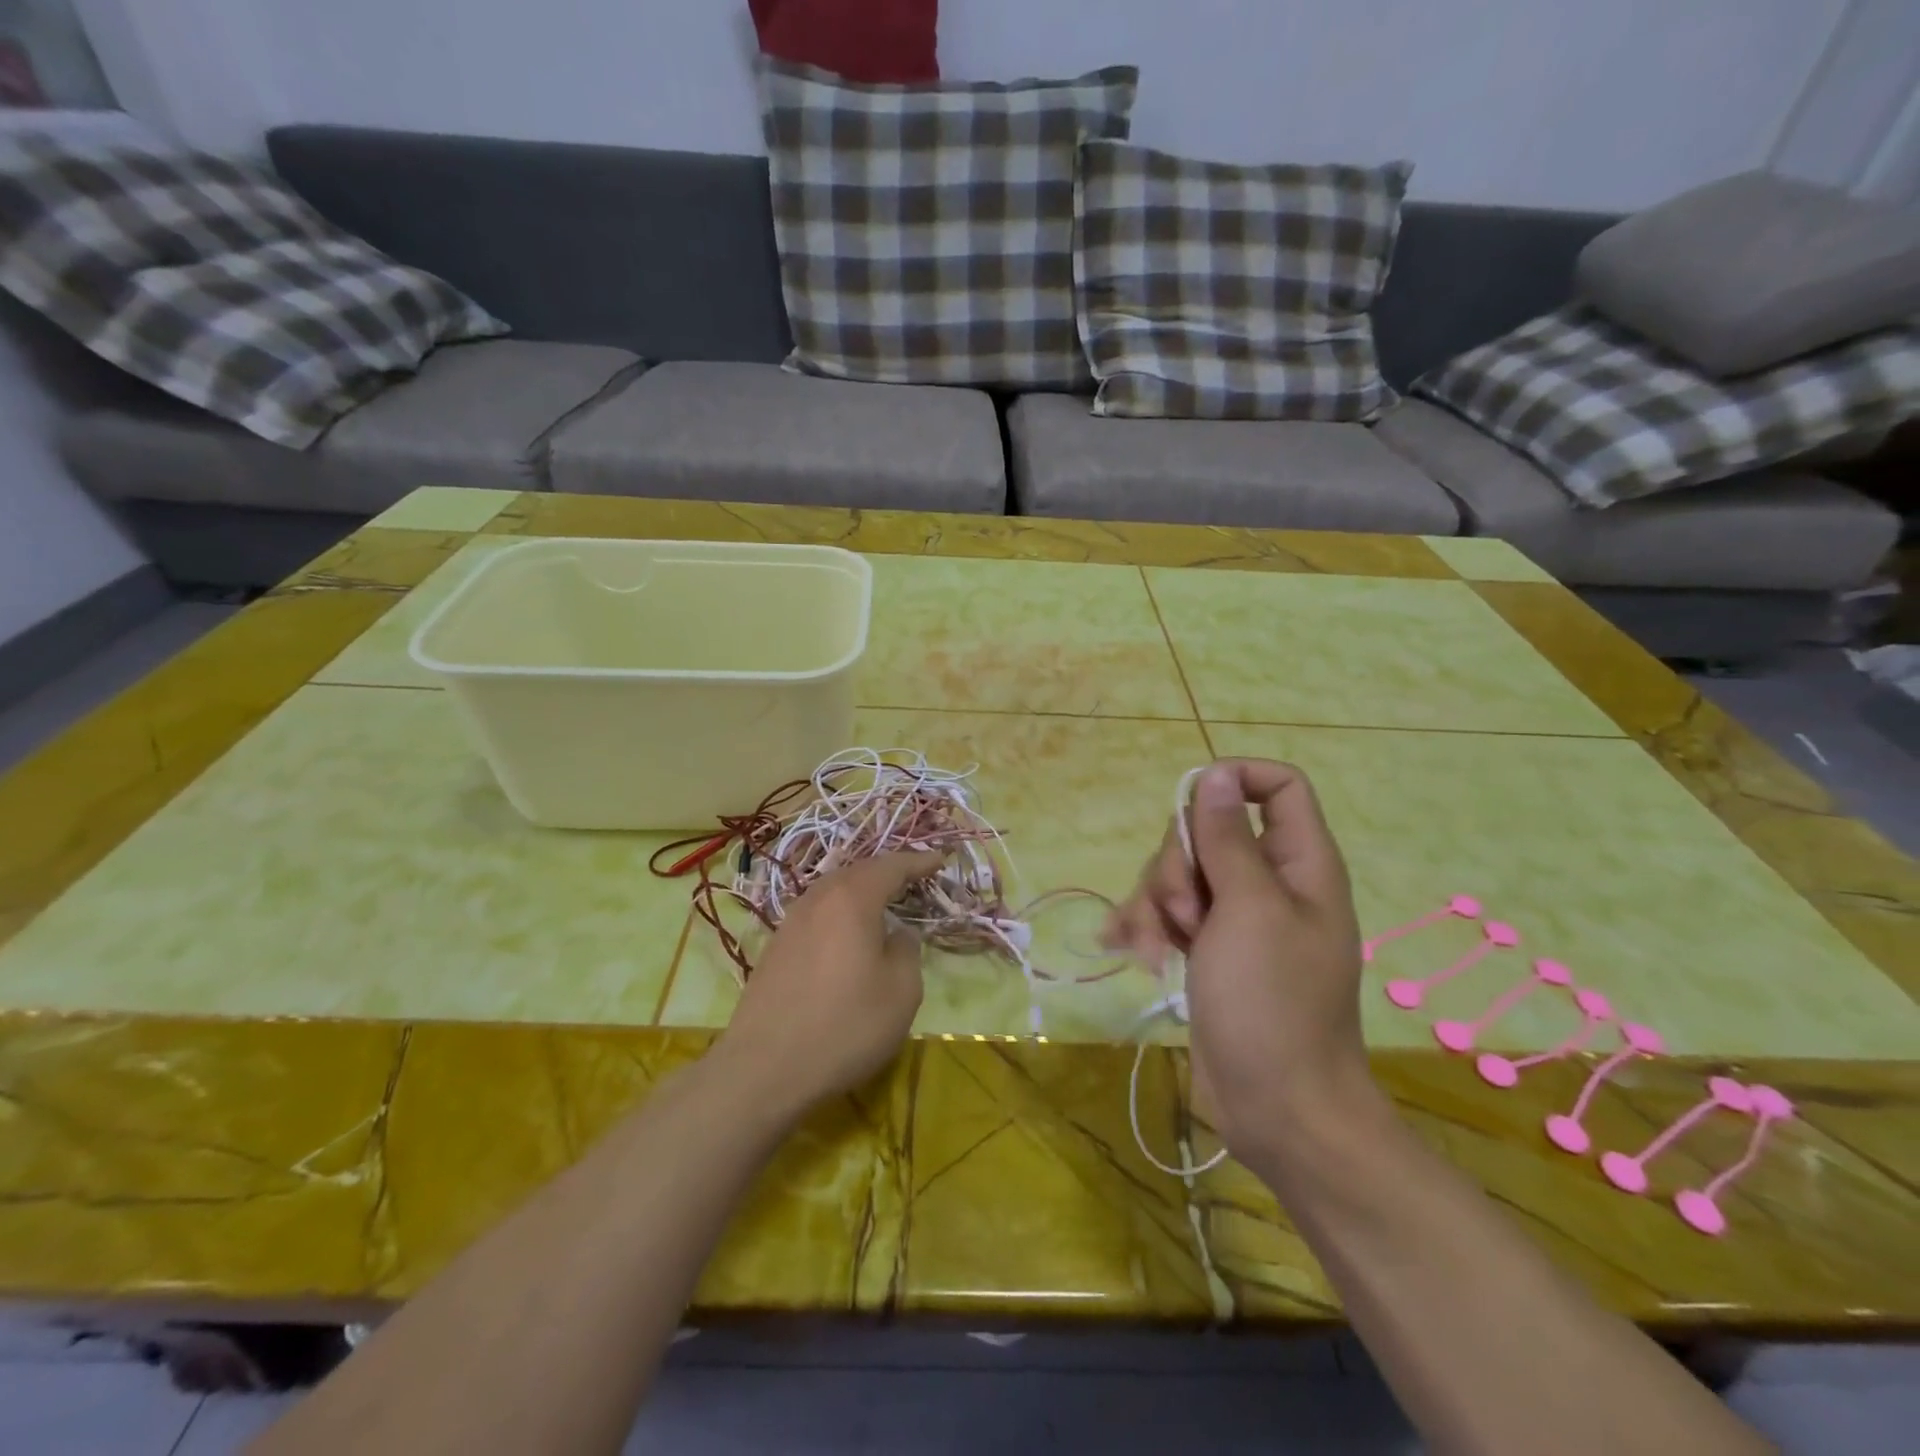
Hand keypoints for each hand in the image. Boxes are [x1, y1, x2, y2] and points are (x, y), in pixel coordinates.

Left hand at [715, 851, 943, 1115]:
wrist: (764, 1068)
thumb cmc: (845, 1025)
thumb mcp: (901, 991)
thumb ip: (906, 951)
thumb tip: (897, 935)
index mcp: (852, 899)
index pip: (891, 866)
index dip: (918, 862)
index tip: (940, 860)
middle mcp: (818, 899)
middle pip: (857, 873)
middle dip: (887, 873)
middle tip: (913, 880)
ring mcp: (790, 922)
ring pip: (832, 893)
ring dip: (860, 893)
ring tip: (882, 904)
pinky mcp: (775, 948)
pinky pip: (817, 915)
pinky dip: (840, 915)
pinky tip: (847, 936)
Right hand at [1106, 760, 1370, 1153]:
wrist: (1278, 1110)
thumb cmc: (1273, 1005)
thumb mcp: (1248, 911)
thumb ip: (1227, 839)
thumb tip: (1214, 774)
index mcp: (1299, 864)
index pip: (1278, 786)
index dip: (1235, 780)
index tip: (1192, 807)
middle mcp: (1269, 882)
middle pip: (1208, 831)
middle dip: (1176, 865)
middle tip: (1183, 915)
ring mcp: (1235, 918)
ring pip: (1178, 873)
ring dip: (1153, 905)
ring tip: (1154, 953)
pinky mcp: (1207, 949)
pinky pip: (1166, 914)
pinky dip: (1144, 928)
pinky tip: (1126, 950)